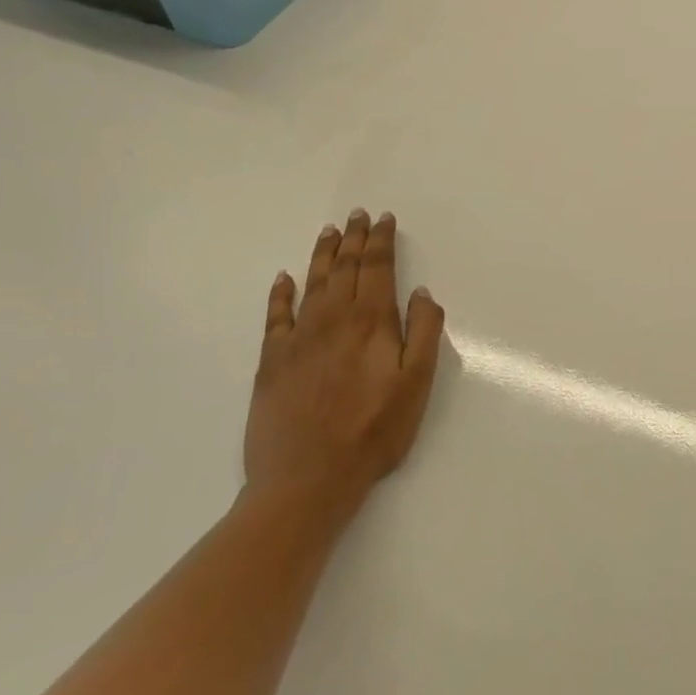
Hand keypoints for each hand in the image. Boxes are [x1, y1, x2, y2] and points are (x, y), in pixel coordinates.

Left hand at [245, 208, 444, 523]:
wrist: (307, 480)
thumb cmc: (374, 431)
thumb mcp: (417, 384)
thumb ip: (424, 333)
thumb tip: (422, 293)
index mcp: (372, 322)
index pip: (378, 269)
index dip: (381, 241)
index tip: (383, 219)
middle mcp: (333, 320)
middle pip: (344, 268)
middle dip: (353, 239)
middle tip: (356, 214)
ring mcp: (298, 339)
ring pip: (312, 284)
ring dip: (322, 255)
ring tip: (329, 232)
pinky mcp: (271, 362)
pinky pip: (275, 317)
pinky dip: (280, 294)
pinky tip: (283, 278)